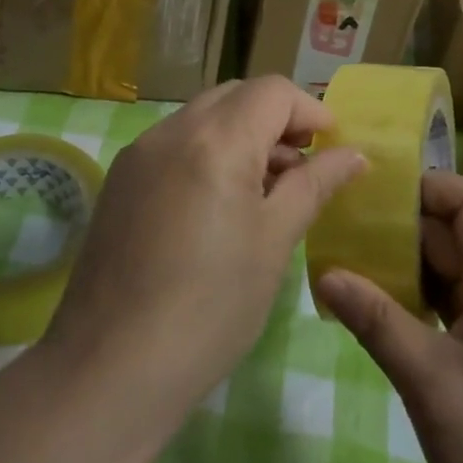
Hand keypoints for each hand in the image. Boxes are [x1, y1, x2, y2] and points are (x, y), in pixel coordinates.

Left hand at [44, 76, 363, 430]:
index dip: (310, 109)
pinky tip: (218, 204)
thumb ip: (314, 185)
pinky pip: (175, 143)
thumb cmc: (210, 309)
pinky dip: (208, 151)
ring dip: (242, 134)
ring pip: (204, 116)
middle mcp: (172, 129)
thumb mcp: (274, 242)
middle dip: (276, 118)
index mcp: (216, 139)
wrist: (108, 371)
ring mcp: (139, 152)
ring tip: (264, 189)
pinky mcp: (120, 179)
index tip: (332, 146)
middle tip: (301, 165)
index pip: (273, 91)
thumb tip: (354, 154)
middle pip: (237, 95)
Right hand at [314, 172, 462, 462]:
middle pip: (461, 230)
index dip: (431, 186)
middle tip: (352, 228)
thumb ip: (376, 320)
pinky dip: (421, 295)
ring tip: (357, 262)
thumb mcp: (427, 379)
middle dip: (408, 223)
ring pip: (455, 266)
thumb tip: (325, 273)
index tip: (380, 197)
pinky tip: (383, 309)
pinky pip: (455, 301)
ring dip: (411, 261)